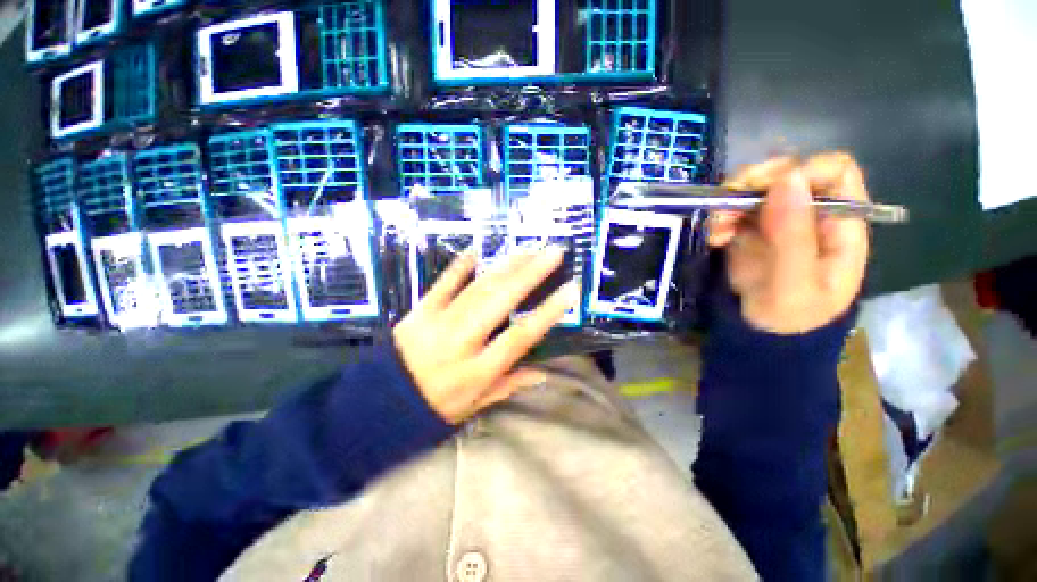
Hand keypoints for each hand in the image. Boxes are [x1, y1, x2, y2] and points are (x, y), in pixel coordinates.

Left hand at [393, 247, 580, 423]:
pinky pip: (444, 283)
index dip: (547, 313)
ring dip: (506, 266)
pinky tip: (477, 250)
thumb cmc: (435, 405)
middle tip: (552, 253)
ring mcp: (439, 321)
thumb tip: (543, 374)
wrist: (382, 401)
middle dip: (530, 274)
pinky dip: (461, 266)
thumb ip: (509, 386)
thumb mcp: (475, 404)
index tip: (569, 291)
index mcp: (479, 369)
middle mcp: (463, 341)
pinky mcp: (421, 310)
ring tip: (527, 250)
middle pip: (501, 301)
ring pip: (479, 288)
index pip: (520, 336)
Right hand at [707, 152, 869, 334]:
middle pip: (787, 173)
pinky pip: (733, 208)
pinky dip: (719, 218)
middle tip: (726, 211)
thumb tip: (788, 178)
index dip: (801, 172)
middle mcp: (810, 213)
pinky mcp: (751, 228)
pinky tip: (714, 238)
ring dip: (729, 203)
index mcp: (840, 223)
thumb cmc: (790, 317)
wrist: (761, 334)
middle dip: (753, 186)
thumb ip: (794, 236)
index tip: (766, 194)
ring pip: (754, 188)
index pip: (834, 171)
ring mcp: (778, 219)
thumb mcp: (795, 285)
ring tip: (717, 232)